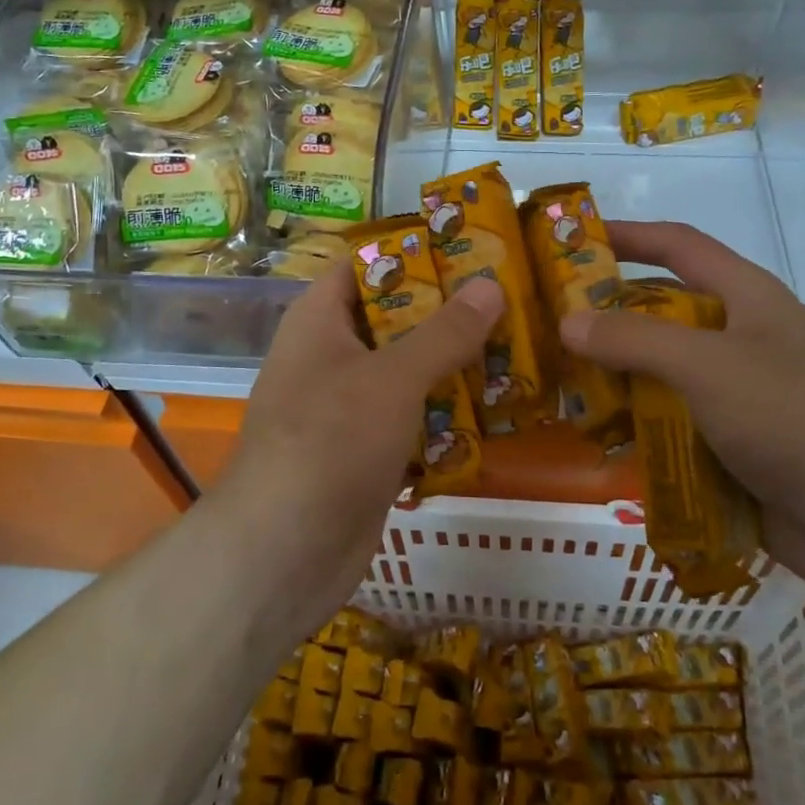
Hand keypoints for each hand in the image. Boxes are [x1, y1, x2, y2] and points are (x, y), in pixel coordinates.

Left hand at [219, 262, 504, 634]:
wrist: (284, 555)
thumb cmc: (330, 443)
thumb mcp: (392, 377)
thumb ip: (444, 332)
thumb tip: (490, 284)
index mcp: (320, 321)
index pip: (366, 265)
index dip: (415, 254)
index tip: (474, 249)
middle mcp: (330, 357)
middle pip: (395, 319)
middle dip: (450, 313)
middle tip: (513, 300)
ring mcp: (347, 409)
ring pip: (408, 373)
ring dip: (455, 366)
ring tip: (520, 349)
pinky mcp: (366, 454)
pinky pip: (412, 420)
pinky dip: (447, 416)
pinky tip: (498, 412)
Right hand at [559, 221, 804, 615]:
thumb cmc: (788, 417)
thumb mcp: (705, 365)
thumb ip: (632, 339)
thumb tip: (568, 323)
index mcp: (744, 296)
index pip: (678, 245)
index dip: (628, 235)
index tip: (572, 241)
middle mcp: (739, 335)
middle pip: (663, 308)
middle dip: (609, 314)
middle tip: (550, 322)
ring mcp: (736, 390)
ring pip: (662, 368)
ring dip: (617, 373)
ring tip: (560, 381)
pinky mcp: (731, 439)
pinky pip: (671, 417)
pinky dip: (637, 421)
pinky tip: (598, 436)